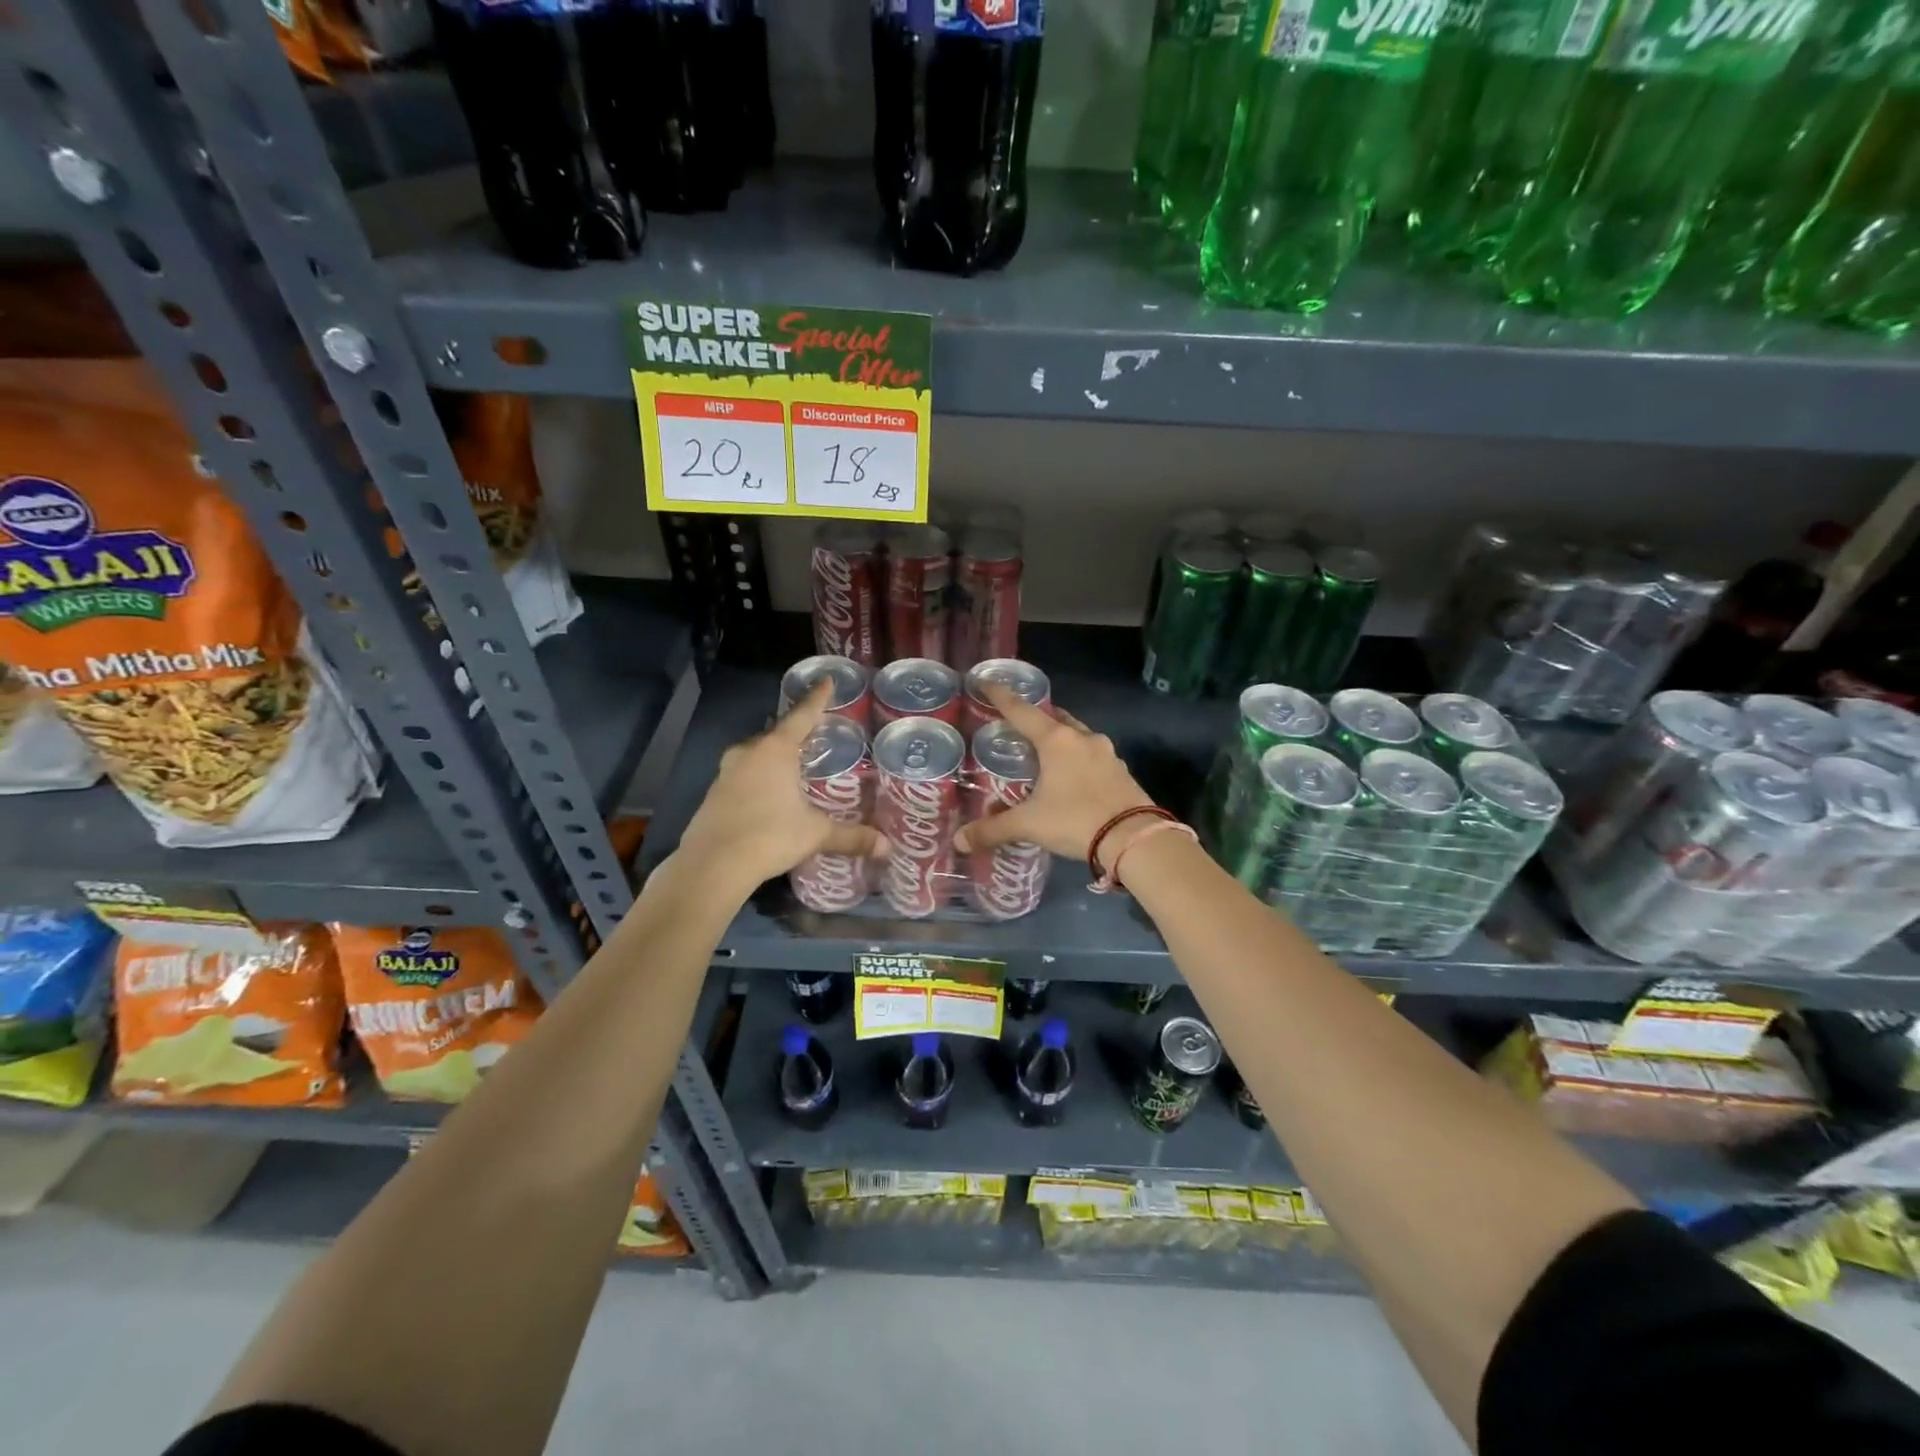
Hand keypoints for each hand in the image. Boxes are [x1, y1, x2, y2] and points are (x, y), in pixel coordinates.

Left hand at [676, 680, 886, 894]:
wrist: (712, 865)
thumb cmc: (769, 836)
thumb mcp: (815, 834)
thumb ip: (850, 836)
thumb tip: (887, 848)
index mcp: (776, 750)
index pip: (802, 715)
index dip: (817, 698)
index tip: (827, 680)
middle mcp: (749, 752)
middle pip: (777, 733)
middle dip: (795, 732)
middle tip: (816, 733)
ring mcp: (726, 772)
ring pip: (757, 754)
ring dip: (775, 756)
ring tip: (795, 764)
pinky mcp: (714, 793)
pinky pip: (744, 774)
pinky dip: (760, 776)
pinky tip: (770, 793)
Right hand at [953, 684, 1155, 864]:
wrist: (1134, 839)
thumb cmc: (1075, 820)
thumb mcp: (1029, 824)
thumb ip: (993, 829)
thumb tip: (959, 841)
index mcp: (1056, 741)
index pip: (1022, 711)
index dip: (1001, 697)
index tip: (987, 682)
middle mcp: (1082, 739)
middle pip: (1055, 718)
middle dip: (1037, 718)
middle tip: (1019, 726)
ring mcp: (1107, 754)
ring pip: (1078, 736)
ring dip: (1061, 740)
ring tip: (1045, 754)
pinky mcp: (1122, 772)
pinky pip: (1094, 757)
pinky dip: (1079, 760)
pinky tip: (1072, 777)